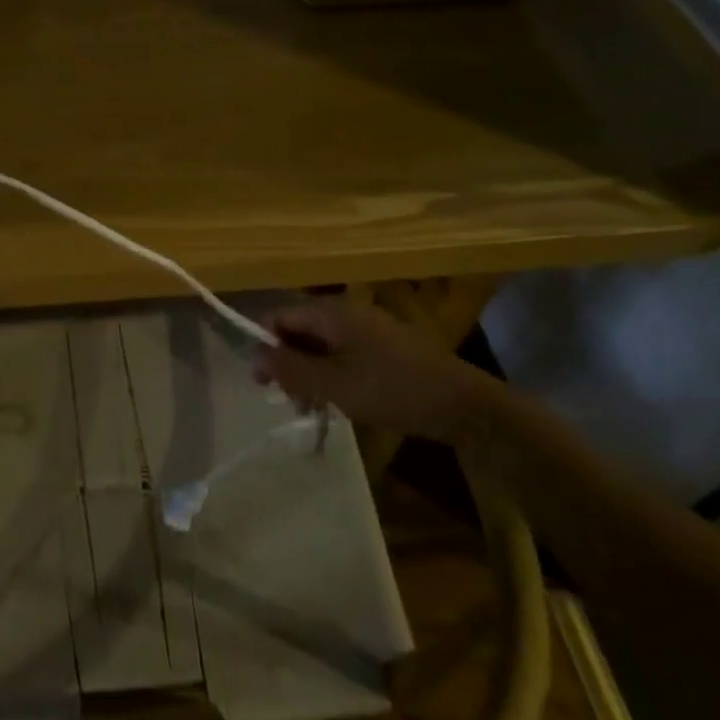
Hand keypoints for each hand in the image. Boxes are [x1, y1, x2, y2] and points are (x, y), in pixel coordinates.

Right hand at [254, 298, 502, 446]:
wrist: (464, 404)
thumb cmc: (391, 389)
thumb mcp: (332, 383)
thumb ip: (289, 368)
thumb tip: (254, 354)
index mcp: (330, 312)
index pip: (278, 316)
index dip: (263, 345)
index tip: (263, 382)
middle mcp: (346, 312)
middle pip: (298, 330)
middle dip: (287, 363)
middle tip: (290, 400)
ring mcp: (368, 328)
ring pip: (320, 345)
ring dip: (309, 373)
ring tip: (314, 407)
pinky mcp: (384, 348)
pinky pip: (343, 354)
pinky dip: (332, 375)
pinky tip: (339, 401)